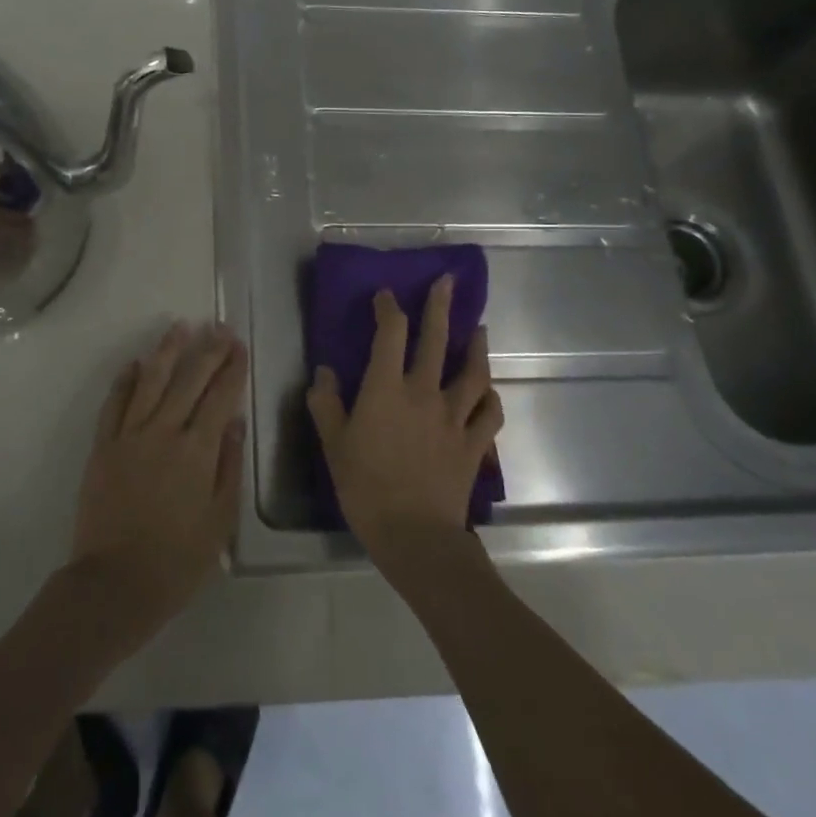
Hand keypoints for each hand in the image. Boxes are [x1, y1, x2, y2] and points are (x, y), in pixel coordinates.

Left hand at [69, 322, 247, 638]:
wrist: (114, 584)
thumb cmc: (177, 560)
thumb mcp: (220, 520)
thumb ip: (228, 466)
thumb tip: (234, 421)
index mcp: (197, 451)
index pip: (220, 397)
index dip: (232, 369)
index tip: (240, 345)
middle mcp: (164, 432)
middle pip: (189, 380)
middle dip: (207, 350)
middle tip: (219, 327)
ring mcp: (129, 436)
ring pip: (151, 381)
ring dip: (167, 351)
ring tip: (180, 326)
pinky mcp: (103, 447)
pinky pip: (114, 404)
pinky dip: (125, 380)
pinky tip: (135, 363)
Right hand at [306, 276, 502, 574]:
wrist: (413, 533)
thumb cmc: (365, 486)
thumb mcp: (333, 444)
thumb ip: (326, 404)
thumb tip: (325, 372)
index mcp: (386, 389)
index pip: (390, 334)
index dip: (388, 308)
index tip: (386, 294)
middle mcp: (424, 393)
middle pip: (436, 341)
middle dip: (440, 307)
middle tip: (448, 282)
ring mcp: (454, 417)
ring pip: (473, 373)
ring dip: (476, 347)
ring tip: (480, 330)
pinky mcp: (472, 443)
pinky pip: (489, 414)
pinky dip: (490, 399)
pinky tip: (488, 392)